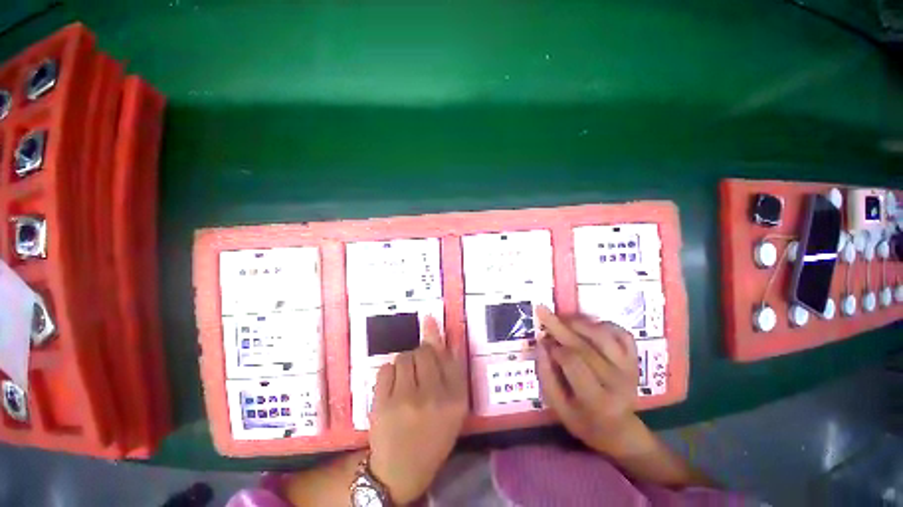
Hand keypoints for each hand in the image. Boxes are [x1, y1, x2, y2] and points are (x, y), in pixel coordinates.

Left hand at [368, 317, 468, 504]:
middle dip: (419, 355)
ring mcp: (406, 400)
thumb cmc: (433, 436)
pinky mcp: (383, 404)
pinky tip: (391, 390)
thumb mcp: (453, 407)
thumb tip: (445, 338)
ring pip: (403, 357)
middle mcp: (434, 397)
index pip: (446, 356)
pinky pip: (386, 369)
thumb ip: (452, 372)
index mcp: (455, 399)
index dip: (435, 336)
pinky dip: (388, 374)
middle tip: (416, 372)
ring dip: (403, 364)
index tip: (429, 318)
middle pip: (422, 352)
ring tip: (404, 383)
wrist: (401, 470)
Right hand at [535, 306, 652, 458]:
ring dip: (579, 322)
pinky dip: (604, 324)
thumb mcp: (558, 407)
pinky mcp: (635, 360)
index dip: (554, 348)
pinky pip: (622, 334)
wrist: (620, 430)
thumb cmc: (584, 421)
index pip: (573, 362)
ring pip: (603, 335)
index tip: (542, 341)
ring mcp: (629, 368)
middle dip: (559, 326)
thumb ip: (547, 375)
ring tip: (563, 319)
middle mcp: (617, 381)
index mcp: (597, 400)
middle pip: (585, 346)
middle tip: (542, 311)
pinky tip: (589, 325)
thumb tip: (541, 344)